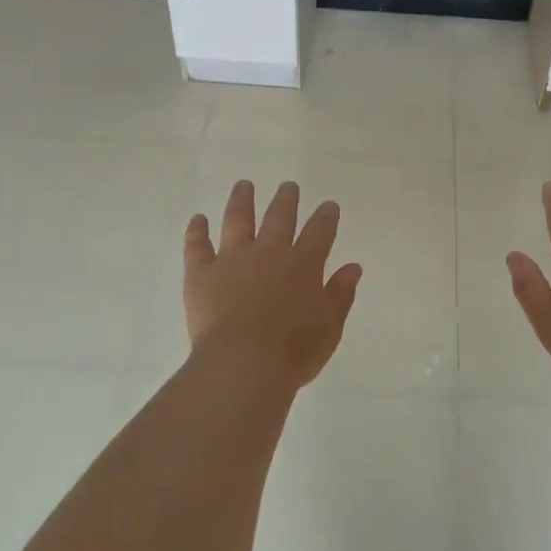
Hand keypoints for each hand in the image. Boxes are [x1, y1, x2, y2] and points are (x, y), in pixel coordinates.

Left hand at [183, 180, 363, 390]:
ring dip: (242, 200)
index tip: (328, 205)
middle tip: (288, 185)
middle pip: (279, 217)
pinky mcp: (201, 274)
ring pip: (237, 220)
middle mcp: (269, 253)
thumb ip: (340, 294)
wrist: (243, 365)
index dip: (326, 217)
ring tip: (244, 185)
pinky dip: (197, 231)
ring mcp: (232, 260)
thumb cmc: (293, 352)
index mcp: (303, 265)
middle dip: (286, 200)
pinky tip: (198, 218)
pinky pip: (197, 246)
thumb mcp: (330, 327)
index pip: (320, 232)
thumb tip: (353, 266)